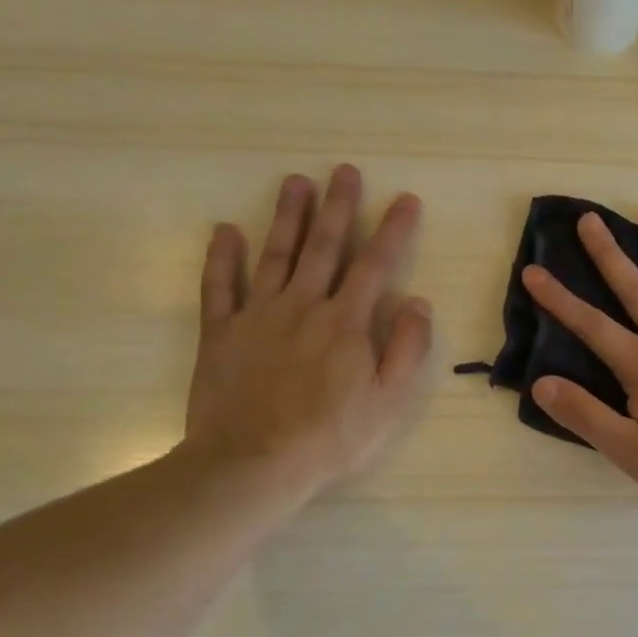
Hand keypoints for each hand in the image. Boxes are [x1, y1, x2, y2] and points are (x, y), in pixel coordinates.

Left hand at [181, 165, 431, 505]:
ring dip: (288, 216)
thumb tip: (419, 302)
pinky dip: (221, 257)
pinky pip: (219, 286)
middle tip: (344, 171)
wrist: (252, 464)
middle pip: (324, 246)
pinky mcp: (220, 333)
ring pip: (275, 254)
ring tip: (296, 182)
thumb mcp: (389, 401)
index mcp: (347, 322)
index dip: (393, 229)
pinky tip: (226, 231)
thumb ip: (408, 348)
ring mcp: (257, 316)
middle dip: (339, 207)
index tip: (406, 199)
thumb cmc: (331, 437)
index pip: (376, 264)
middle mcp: (303, 306)